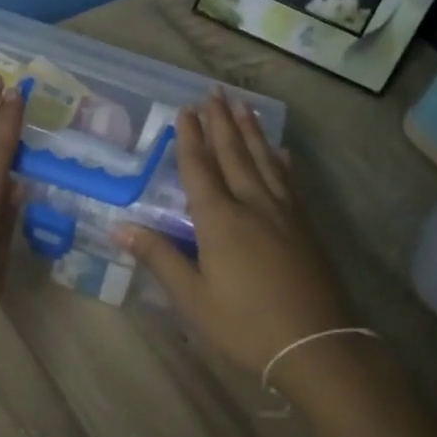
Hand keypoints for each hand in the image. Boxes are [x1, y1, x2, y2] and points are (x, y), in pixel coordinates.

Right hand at [118, 92, 352, 376]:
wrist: (316, 344)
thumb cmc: (244, 324)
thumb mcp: (193, 297)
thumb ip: (159, 258)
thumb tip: (120, 228)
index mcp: (220, 220)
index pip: (199, 168)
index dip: (189, 138)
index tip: (184, 109)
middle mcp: (252, 204)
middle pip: (233, 154)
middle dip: (221, 122)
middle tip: (213, 92)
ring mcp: (284, 212)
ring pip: (264, 160)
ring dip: (250, 131)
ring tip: (242, 105)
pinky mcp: (305, 225)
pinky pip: (289, 181)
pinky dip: (280, 161)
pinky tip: (280, 152)